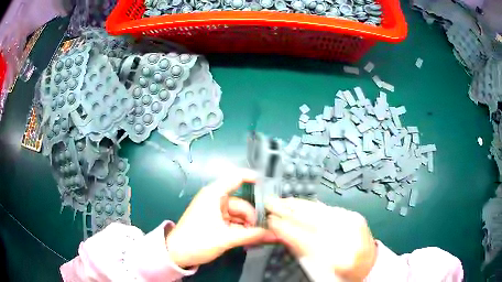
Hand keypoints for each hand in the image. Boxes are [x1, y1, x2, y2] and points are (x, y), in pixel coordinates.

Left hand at [166, 168, 275, 267]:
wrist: (176, 254)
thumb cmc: (198, 241)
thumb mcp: (226, 238)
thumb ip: (252, 236)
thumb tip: (276, 234)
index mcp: (214, 195)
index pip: (236, 177)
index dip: (253, 178)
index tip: (270, 186)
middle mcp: (215, 199)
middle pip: (241, 203)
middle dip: (253, 217)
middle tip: (266, 231)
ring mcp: (215, 211)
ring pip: (238, 215)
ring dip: (248, 226)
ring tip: (259, 239)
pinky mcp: (214, 221)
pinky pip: (233, 222)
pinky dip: (241, 230)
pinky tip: (249, 240)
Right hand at [266, 198, 376, 281]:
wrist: (368, 263)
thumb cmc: (341, 273)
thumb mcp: (319, 270)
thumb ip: (300, 251)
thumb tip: (280, 233)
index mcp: (339, 258)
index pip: (306, 239)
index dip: (286, 228)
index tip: (270, 221)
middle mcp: (349, 237)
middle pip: (313, 220)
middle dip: (288, 211)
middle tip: (270, 203)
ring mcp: (354, 223)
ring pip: (321, 211)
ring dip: (297, 205)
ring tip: (281, 200)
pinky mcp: (354, 215)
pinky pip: (328, 208)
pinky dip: (310, 205)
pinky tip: (298, 202)